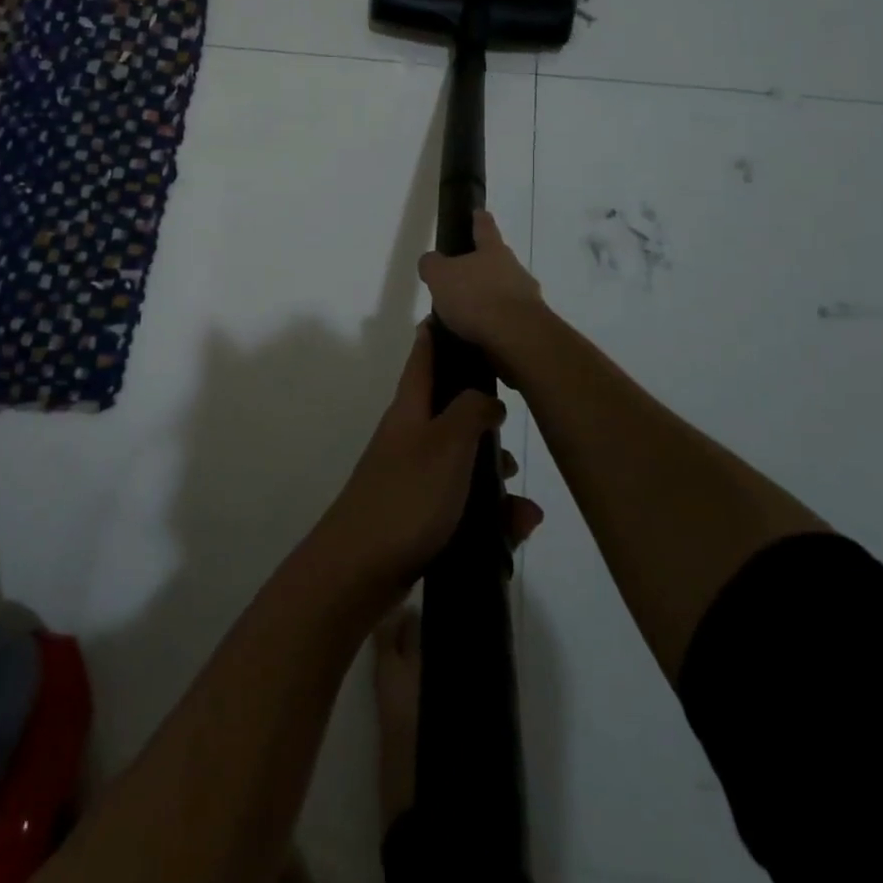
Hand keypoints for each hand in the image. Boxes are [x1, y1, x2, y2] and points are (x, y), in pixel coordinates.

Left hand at [315, 324, 542, 602]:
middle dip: (485, 418)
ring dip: (494, 476)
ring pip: (463, 462)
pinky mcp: (420, 515)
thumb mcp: (446, 444)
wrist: (360, 569)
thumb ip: (471, 411)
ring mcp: (413, 476)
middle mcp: (409, 436)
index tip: (456, 313)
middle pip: (450, 409)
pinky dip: (490, 514)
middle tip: (513, 425)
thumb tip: (487, 398)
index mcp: (410, 409)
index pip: (422, 357)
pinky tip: (515, 531)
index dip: (437, 334)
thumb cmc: (407, 496)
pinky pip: (463, 504)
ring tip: (521, 504)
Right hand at [416, 211, 545, 357]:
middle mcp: (514, 269)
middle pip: (496, 261)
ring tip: (463, 316)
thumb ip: (432, 265)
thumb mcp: (440, 277)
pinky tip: (476, 335)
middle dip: (480, 267)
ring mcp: (526, 297)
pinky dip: (492, 324)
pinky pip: (506, 319)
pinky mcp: (530, 325)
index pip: (484, 227)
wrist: (517, 338)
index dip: (479, 219)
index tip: (478, 212)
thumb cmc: (476, 298)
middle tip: (459, 278)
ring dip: (486, 299)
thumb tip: (431, 261)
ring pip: (502, 291)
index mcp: (493, 251)